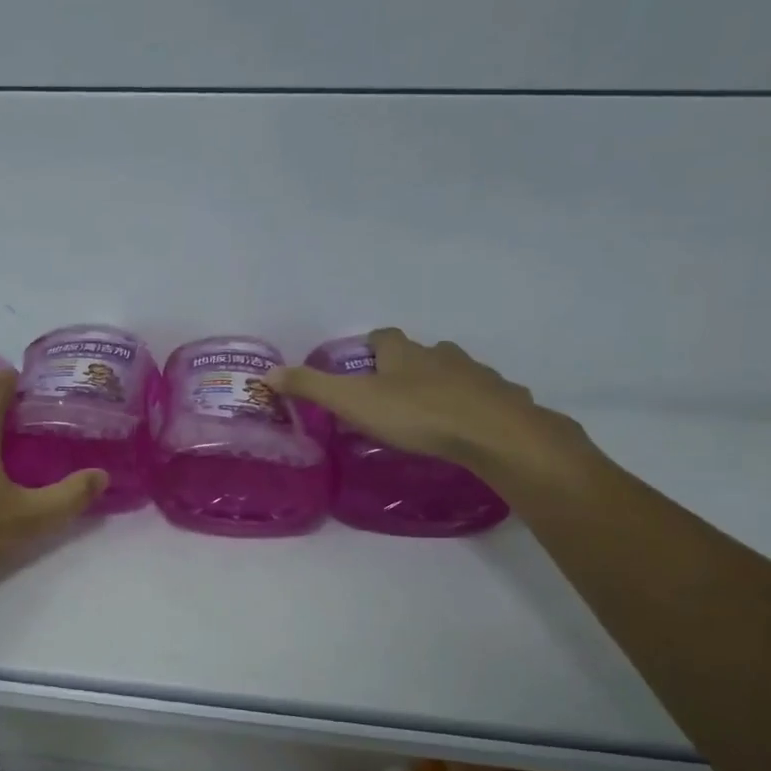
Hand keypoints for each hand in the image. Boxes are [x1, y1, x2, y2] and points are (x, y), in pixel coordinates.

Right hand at [266, 328, 581, 477]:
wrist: (492, 432)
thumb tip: (268, 373)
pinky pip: (485, 397)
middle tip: (392, 393)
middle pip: (422, 352)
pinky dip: (473, 406)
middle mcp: (441, 356)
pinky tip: (468, 428)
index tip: (363, 362)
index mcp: (404, 354)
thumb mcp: (353, 401)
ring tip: (429, 412)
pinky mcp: (503, 399)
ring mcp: (477, 375)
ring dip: (442, 384)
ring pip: (455, 372)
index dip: (372, 346)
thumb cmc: (416, 414)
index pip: (384, 337)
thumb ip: (312, 387)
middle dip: (408, 366)